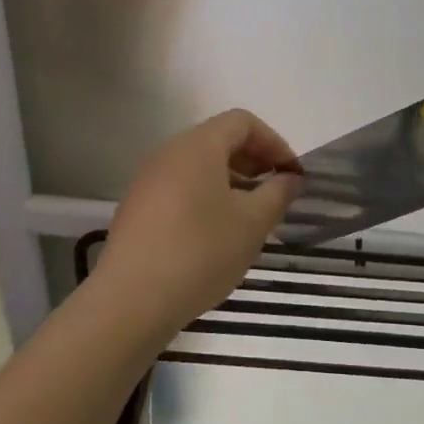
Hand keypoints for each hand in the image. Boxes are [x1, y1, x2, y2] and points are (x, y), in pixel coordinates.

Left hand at [95, 109, 302, 330]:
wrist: (131, 300)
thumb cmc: (201, 252)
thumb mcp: (252, 223)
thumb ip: (277, 193)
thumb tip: (290, 178)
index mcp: (198, 146)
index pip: (242, 122)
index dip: (274, 142)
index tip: (292, 175)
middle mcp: (169, 154)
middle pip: (219, 140)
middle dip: (254, 161)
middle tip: (277, 193)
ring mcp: (148, 182)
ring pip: (199, 167)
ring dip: (232, 182)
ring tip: (252, 216)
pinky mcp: (138, 209)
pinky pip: (181, 189)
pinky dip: (208, 198)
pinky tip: (219, 235)